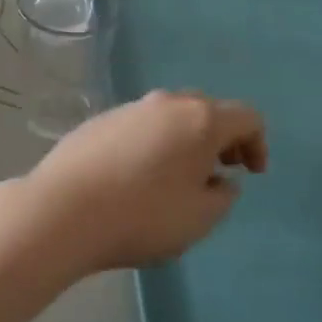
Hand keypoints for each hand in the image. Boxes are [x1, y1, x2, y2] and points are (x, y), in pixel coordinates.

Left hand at [21, 90, 266, 274]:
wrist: (63, 210)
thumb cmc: (143, 216)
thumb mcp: (199, 218)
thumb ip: (222, 196)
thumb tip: (220, 180)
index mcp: (200, 120)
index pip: (246, 116)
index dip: (258, 143)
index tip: (252, 174)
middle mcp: (166, 102)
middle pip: (207, 110)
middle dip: (220, 138)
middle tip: (219, 172)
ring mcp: (129, 108)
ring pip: (170, 116)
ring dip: (184, 140)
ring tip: (177, 178)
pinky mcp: (100, 120)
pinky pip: (140, 126)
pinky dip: (152, 144)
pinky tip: (138, 177)